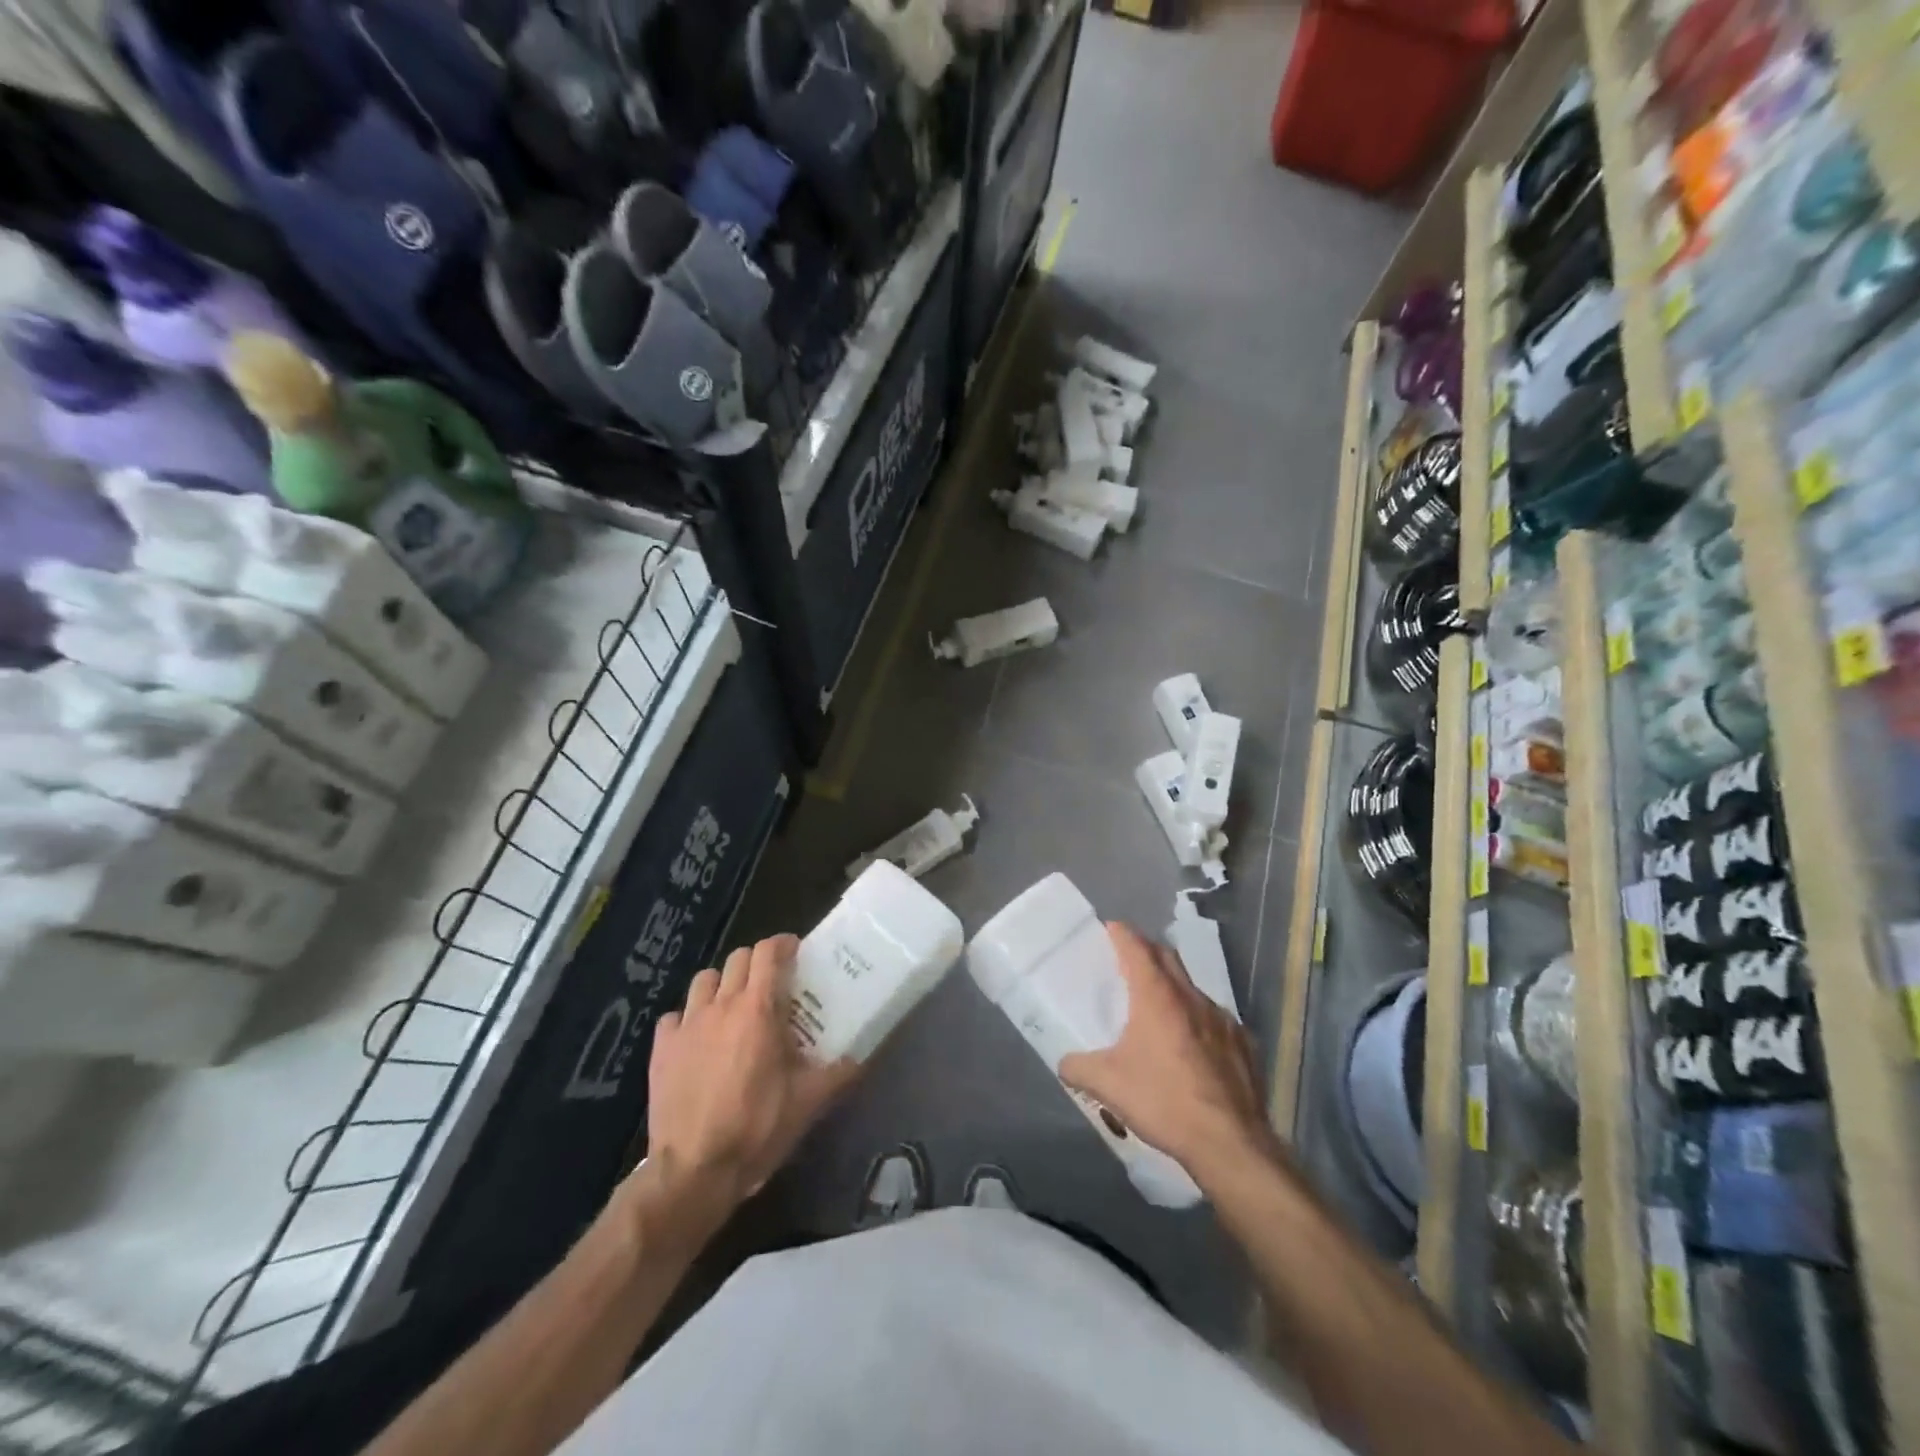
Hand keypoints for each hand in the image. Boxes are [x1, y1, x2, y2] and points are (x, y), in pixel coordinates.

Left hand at [641, 935, 858, 1222]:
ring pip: (704, 980)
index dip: (783, 945)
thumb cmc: (757, 1127)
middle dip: (756, 963)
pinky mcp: (661, 1048)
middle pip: (738, 959)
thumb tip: (861, 1057)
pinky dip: (688, 1018)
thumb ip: (838, 1072)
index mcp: (758, 1009)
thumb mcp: (808, 1101)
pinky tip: (698, 1039)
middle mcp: (721, 1005)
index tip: (795, 951)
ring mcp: (686, 1024)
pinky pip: (675, 1016)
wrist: (695, 1170)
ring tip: (733, 1007)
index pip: (768, 953)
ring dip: (722, 985)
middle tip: (771, 984)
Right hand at [1059, 922, 1274, 1184]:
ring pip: (1192, 989)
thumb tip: (1065, 1063)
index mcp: (1157, 996)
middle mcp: (1192, 997)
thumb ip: (1078, 1067)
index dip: (1121, 934)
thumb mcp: (1107, 1085)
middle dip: (1147, 951)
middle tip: (1128, 959)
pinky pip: (1215, 1020)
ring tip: (1158, 1010)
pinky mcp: (1244, 1044)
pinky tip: (1192, 1049)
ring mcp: (1223, 1019)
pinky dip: (1198, 1022)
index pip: (1137, 947)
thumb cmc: (1163, 1101)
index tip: (1110, 928)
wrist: (1229, 1143)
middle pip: (1167, 957)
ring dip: (1173, 988)